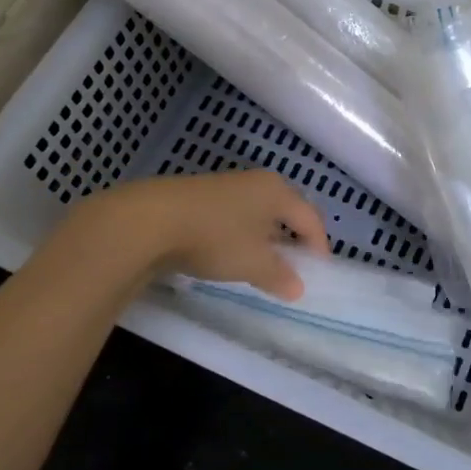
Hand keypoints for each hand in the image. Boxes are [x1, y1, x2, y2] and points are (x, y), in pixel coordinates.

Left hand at [55, 170, 328, 299]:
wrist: (151, 220)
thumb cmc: (217, 237)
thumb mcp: (254, 263)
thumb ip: (280, 275)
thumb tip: (298, 288)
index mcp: (277, 190)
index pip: (310, 217)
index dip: (318, 244)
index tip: (319, 269)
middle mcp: (255, 181)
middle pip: (285, 210)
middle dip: (292, 237)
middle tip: (295, 263)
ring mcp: (225, 185)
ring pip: (256, 212)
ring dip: (264, 236)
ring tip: (261, 262)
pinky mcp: (198, 195)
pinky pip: (232, 216)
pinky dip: (239, 234)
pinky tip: (228, 252)